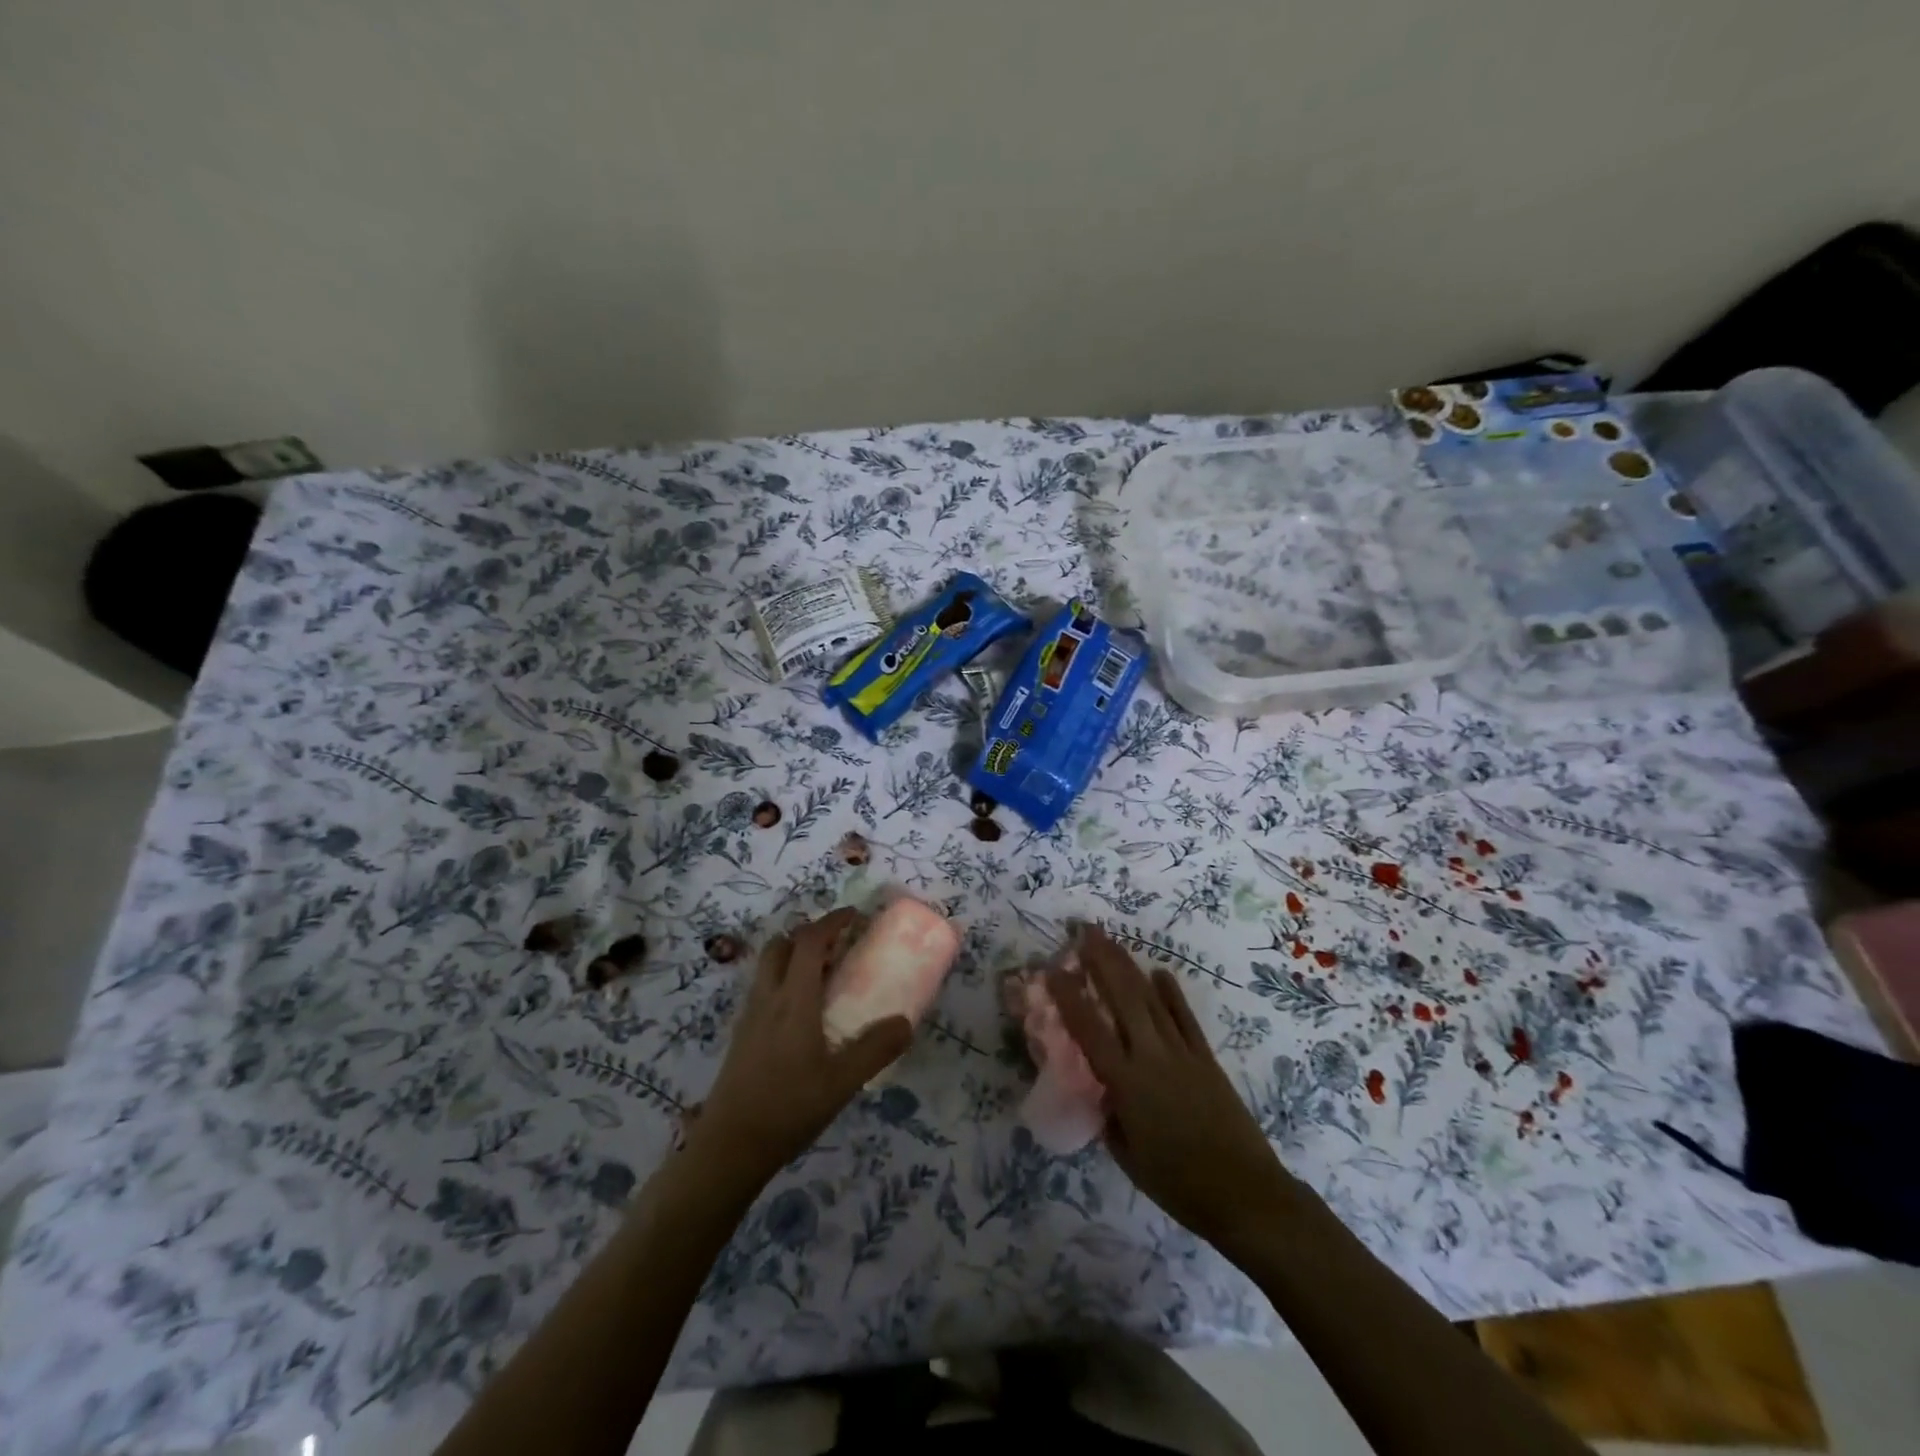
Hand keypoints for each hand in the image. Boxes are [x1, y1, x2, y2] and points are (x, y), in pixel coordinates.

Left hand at [688, 908, 912, 1192]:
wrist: (729, 1148)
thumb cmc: (788, 1108)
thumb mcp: (841, 1082)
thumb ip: (875, 1049)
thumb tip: (906, 1022)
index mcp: (793, 1000)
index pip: (809, 941)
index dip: (832, 921)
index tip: (855, 916)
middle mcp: (767, 998)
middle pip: (781, 945)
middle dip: (809, 935)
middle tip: (839, 947)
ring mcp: (750, 1016)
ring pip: (768, 966)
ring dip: (794, 957)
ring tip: (825, 978)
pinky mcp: (742, 1036)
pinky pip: (763, 989)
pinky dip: (784, 981)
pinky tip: (803, 1015)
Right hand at [1048, 926, 1295, 1265]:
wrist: (1244, 1193)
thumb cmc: (1178, 1184)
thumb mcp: (1127, 1156)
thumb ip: (1110, 1116)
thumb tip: (1102, 1090)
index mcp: (1126, 1083)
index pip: (1089, 1030)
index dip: (1069, 998)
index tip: (1053, 970)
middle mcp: (1151, 1057)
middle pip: (1123, 998)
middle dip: (1102, 961)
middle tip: (1085, 930)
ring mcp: (1181, 1052)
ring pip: (1151, 999)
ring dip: (1129, 966)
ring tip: (1111, 940)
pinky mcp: (1205, 1057)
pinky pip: (1184, 1017)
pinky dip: (1171, 993)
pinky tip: (1159, 972)